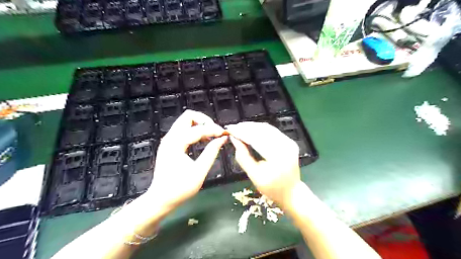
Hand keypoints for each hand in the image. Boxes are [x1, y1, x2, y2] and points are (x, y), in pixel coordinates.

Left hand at [147, 110, 227, 210]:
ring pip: (185, 121)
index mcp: (176, 144)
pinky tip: (203, 140)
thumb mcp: (199, 171)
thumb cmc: (180, 189)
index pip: (198, 129)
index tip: (224, 134)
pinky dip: (195, 130)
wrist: (160, 199)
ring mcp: (168, 140)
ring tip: (211, 135)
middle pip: (188, 116)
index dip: (213, 129)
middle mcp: (170, 138)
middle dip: (204, 120)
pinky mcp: (170, 144)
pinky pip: (183, 129)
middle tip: (215, 131)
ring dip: (199, 124)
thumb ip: (211, 152)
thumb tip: (222, 139)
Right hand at [225, 123, 301, 209]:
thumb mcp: (254, 176)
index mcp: (277, 157)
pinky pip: (272, 131)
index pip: (256, 139)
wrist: (291, 192)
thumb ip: (243, 157)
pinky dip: (260, 129)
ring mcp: (289, 142)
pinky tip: (251, 130)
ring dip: (252, 127)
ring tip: (239, 127)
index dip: (241, 133)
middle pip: (262, 131)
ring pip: (267, 129)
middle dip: (246, 128)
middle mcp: (286, 146)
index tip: (230, 129)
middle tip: (233, 127)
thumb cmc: (271, 188)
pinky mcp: (290, 141)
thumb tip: (234, 139)